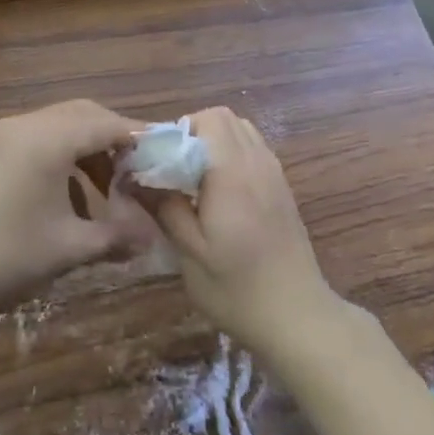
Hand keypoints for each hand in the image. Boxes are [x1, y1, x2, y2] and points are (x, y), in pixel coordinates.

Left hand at [0, 100, 157, 331]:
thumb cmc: (6, 257)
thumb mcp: (70, 248)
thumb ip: (117, 236)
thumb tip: (153, 236)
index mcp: (49, 138)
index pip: (109, 123)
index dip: (141, 138)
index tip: (166, 157)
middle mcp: (27, 124)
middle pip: (84, 116)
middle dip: (116, 140)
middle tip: (141, 172)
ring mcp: (4, 137)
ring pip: (61, 128)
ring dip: (89, 151)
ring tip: (109, 192)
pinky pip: (39, 141)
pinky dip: (63, 160)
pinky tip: (69, 201)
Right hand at [147, 107, 343, 359]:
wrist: (297, 317)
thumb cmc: (237, 288)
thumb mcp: (190, 253)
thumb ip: (165, 207)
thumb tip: (136, 177)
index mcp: (232, 172)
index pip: (207, 119)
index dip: (177, 131)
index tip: (157, 161)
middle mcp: (256, 162)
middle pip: (223, 117)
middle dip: (193, 132)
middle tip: (173, 168)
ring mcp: (274, 173)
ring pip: (241, 130)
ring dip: (214, 141)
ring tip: (194, 178)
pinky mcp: (282, 187)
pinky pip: (253, 149)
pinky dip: (232, 154)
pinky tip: (220, 192)